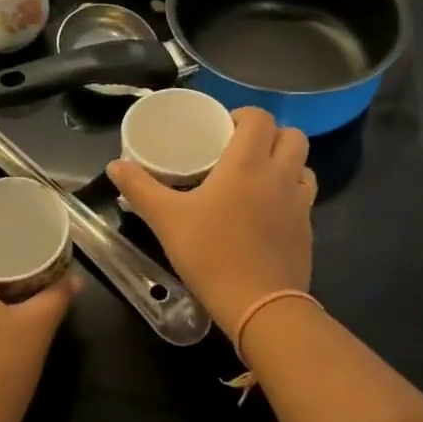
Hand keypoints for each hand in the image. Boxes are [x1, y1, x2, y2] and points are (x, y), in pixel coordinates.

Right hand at [106, 107, 314, 339]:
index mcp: (247, 163)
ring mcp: (300, 203)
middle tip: (241, 150)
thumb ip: (140, 188)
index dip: (243, 115)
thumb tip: (115, 165)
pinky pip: (305, 197)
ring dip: (286, 162)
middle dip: (269, 135)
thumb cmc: (211, 253)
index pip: (260, 118)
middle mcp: (280, 175)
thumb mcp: (166, 219)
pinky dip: (290, 193)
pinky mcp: (307, 230)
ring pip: (304, 165)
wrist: (260, 306)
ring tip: (258, 177)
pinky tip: (267, 212)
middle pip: (291, 135)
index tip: (222, 129)